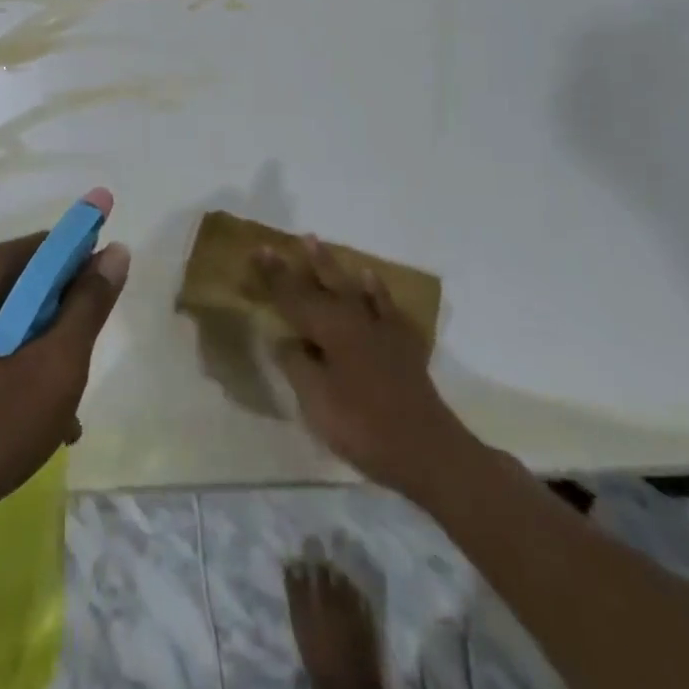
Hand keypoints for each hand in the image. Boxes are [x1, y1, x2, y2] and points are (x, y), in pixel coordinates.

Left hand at [0, 189, 129, 525]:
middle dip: (59, 325)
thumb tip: (114, 251)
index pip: (46, 246)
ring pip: (2, 322)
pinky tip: (21, 424)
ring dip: (36, 356)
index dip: (83, 270)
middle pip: (24, 286)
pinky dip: (4, 370)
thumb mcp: (53, 370)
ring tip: (58, 418)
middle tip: (77, 376)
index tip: (102, 312)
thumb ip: (87, 307)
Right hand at [256, 236, 471, 495]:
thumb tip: (282, 339)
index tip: (260, 250)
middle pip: (324, 284)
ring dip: (334, 267)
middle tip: (292, 238)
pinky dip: (376, 291)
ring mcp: (381, 330)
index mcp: (330, 329)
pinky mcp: (402, 346)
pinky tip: (371, 280)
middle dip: (306, 262)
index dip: (275, 275)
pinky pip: (385, 307)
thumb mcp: (316, 401)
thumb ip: (297, 365)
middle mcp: (354, 319)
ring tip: (319, 244)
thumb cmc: (363, 426)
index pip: (293, 297)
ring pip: (352, 288)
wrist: (428, 450)